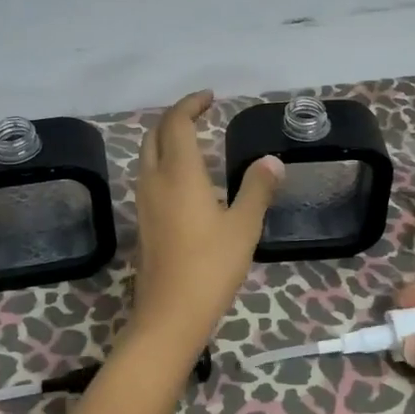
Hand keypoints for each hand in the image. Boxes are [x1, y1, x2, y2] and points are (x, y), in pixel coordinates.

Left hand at [127, 91, 283, 363]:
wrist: (169, 315)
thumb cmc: (210, 267)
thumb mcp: (244, 226)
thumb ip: (257, 189)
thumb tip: (271, 161)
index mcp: (179, 174)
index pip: (176, 123)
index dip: (190, 105)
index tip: (210, 98)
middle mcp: (154, 181)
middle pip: (155, 134)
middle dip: (175, 117)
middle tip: (201, 112)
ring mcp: (144, 202)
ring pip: (147, 155)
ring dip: (165, 138)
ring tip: (192, 138)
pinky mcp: (142, 221)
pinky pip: (148, 175)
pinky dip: (163, 160)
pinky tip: (184, 177)